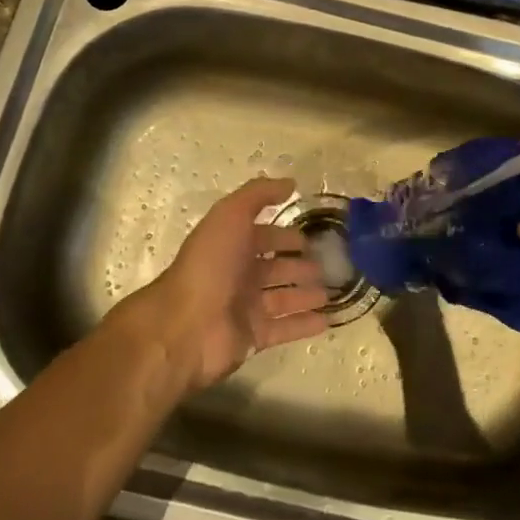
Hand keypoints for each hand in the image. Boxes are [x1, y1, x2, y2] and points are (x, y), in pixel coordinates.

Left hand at [118, 177, 329, 393]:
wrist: (186, 325)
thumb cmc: (209, 265)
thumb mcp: (231, 215)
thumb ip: (259, 194)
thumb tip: (290, 183)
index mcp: (231, 245)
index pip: (263, 236)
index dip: (285, 235)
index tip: (311, 238)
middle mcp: (238, 274)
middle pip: (275, 267)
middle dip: (299, 265)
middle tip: (328, 266)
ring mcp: (245, 307)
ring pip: (283, 297)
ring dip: (306, 294)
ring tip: (333, 292)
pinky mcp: (253, 336)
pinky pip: (285, 328)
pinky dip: (305, 324)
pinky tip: (328, 320)